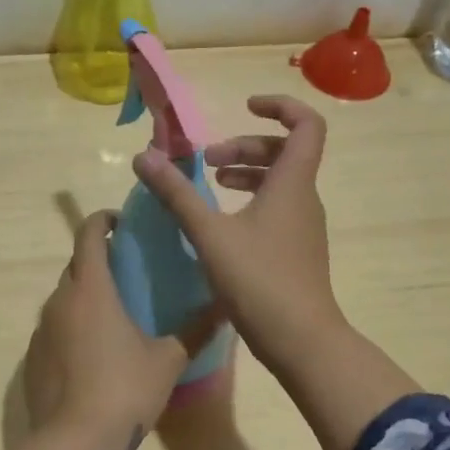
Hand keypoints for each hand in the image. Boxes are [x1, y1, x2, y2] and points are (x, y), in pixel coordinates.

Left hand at [23, 210, 216, 449]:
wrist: (74, 444)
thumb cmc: (125, 390)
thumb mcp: (168, 360)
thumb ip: (195, 330)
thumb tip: (225, 306)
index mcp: (91, 288)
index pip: (88, 234)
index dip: (103, 221)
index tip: (122, 224)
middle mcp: (60, 300)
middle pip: (75, 264)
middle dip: (97, 259)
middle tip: (127, 272)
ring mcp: (41, 330)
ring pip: (63, 297)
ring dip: (84, 295)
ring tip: (114, 314)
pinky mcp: (32, 358)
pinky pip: (54, 327)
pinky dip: (72, 326)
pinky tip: (93, 353)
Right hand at [133, 94, 418, 449]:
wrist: (302, 342)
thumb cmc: (259, 281)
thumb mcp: (210, 234)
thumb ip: (177, 193)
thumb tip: (144, 156)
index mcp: (292, 183)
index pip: (306, 124)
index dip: (279, 107)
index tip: (245, 107)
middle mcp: (304, 198)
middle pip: (285, 152)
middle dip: (245, 146)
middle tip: (207, 161)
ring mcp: (304, 226)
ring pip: (280, 182)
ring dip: (246, 174)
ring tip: (211, 184)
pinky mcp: (297, 250)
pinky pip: (277, 208)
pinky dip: (251, 201)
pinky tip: (223, 224)